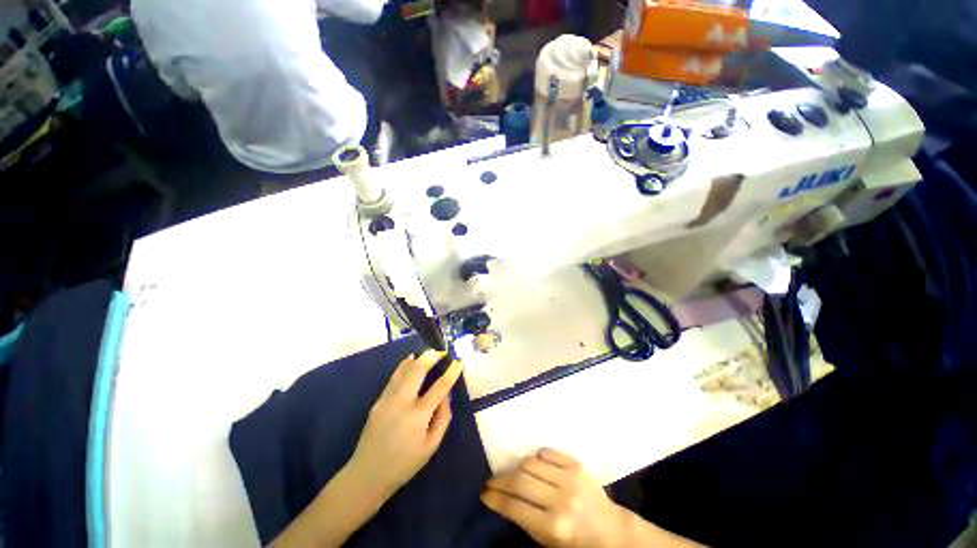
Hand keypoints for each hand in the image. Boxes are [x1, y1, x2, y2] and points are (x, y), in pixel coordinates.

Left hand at [348, 350, 461, 498]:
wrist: (367, 475)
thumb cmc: (404, 464)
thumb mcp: (431, 447)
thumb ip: (443, 418)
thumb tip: (446, 396)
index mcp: (418, 416)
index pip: (439, 387)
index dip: (451, 373)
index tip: (458, 362)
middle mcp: (402, 402)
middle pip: (418, 370)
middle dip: (431, 357)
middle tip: (442, 352)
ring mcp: (387, 399)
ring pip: (404, 370)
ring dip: (418, 358)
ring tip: (429, 353)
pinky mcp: (378, 400)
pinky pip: (394, 377)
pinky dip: (404, 365)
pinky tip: (410, 360)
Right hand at [481, 449, 628, 547]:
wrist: (610, 530)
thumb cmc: (576, 542)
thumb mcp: (548, 541)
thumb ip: (526, 520)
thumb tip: (502, 498)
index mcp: (553, 527)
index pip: (514, 507)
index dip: (495, 498)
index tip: (484, 493)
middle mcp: (560, 501)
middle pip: (520, 481)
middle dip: (500, 480)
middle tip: (492, 481)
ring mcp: (570, 479)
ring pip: (531, 463)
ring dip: (517, 467)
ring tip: (513, 473)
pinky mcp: (577, 465)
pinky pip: (548, 453)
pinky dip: (537, 457)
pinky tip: (534, 465)